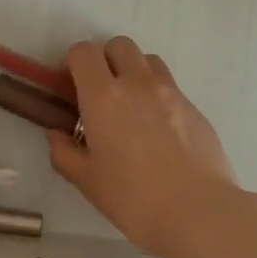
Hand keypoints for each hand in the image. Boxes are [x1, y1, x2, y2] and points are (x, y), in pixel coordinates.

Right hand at [46, 37, 239, 257]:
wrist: (200, 212)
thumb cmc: (134, 198)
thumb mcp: (88, 181)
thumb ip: (65, 153)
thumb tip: (56, 135)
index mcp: (103, 96)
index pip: (83, 52)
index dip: (73, 63)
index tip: (71, 87)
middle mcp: (137, 83)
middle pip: (119, 45)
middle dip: (105, 60)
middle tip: (101, 94)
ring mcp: (171, 92)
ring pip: (148, 60)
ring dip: (134, 72)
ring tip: (131, 106)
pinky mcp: (195, 107)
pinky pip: (170, 86)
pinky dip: (158, 95)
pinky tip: (158, 132)